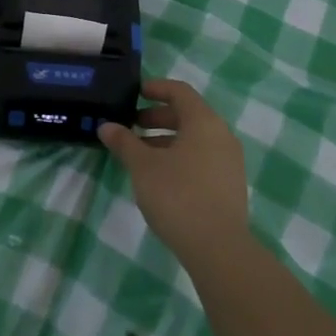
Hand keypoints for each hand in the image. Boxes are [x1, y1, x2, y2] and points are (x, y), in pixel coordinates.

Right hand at [99, 78, 248, 258]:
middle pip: (187, 115)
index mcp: (203, 122)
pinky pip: (202, 158)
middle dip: (157, 117)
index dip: (156, 88)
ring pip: (194, 139)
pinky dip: (179, 156)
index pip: (180, 91)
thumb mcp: (143, 166)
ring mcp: (229, 161)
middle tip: (131, 126)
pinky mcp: (229, 184)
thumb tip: (106, 126)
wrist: (218, 248)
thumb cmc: (177, 195)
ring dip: (166, 139)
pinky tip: (159, 177)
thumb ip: (124, 142)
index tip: (134, 93)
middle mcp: (221, 135)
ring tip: (139, 154)